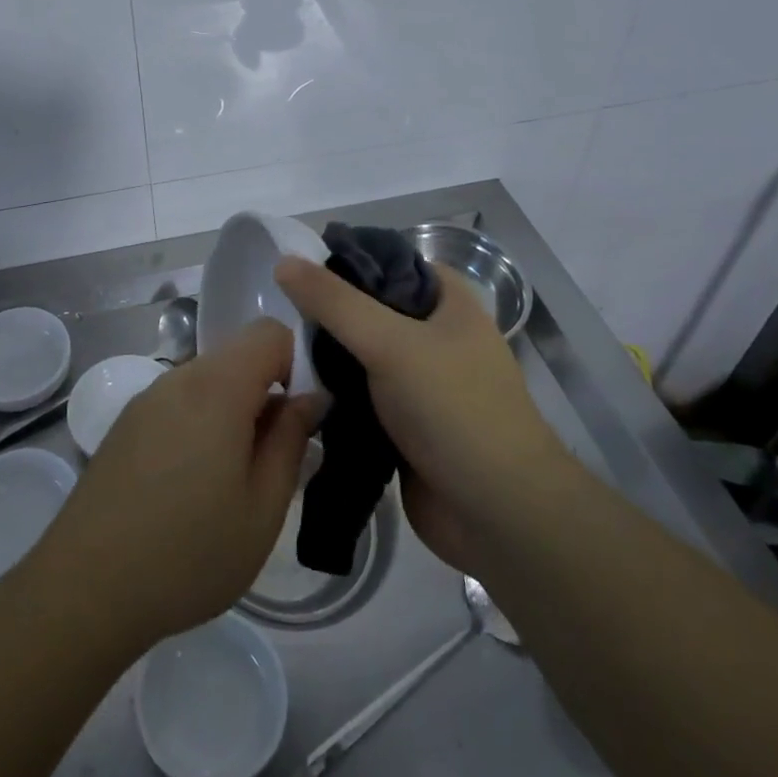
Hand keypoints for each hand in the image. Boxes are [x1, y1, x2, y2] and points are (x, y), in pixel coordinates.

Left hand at [31, 320, 317, 651]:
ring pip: (209, 381)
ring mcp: (147, 399)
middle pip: (238, 356)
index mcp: (216, 387)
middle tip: (271, 460)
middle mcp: (179, 378)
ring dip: (233, 412)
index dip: (297, 363)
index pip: (270, 332)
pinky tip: (191, 485)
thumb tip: (312, 398)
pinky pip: (180, 402)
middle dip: (266, 393)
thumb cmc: (188, 553)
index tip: (301, 417)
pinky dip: (201, 423)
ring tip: (232, 480)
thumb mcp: (262, 508)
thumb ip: (292, 440)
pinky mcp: (127, 423)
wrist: (86, 588)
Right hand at [274, 256, 566, 570]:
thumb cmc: (454, 411)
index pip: (388, 262)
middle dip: (328, 314)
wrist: (498, 515)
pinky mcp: (405, 423)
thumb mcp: (390, 343)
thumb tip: (284, 261)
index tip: (297, 272)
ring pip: (360, 354)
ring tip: (279, 352)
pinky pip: (359, 395)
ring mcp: (420, 382)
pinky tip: (297, 392)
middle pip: (368, 308)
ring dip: (326, 357)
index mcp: (447, 301)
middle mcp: (435, 334)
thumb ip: (334, 302)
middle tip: (279, 316)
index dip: (345, 262)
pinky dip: (333, 393)